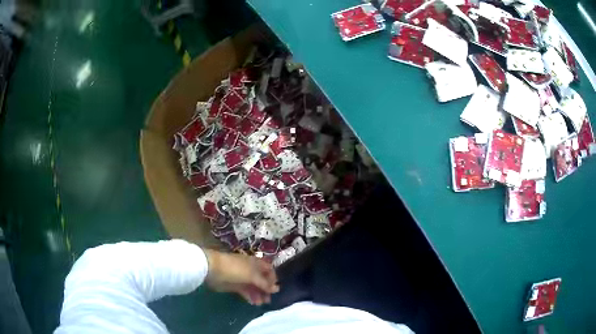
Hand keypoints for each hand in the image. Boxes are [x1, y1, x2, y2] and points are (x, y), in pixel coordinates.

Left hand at [204, 250, 279, 305]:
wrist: (212, 269)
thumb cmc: (235, 268)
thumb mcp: (252, 275)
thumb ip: (264, 283)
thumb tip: (277, 289)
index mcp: (256, 263)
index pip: (269, 270)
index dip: (273, 279)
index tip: (274, 289)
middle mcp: (250, 270)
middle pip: (262, 280)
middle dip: (266, 290)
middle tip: (268, 300)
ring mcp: (242, 278)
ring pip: (254, 287)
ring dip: (259, 295)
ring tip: (261, 303)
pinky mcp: (235, 285)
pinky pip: (246, 291)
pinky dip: (250, 297)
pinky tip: (253, 303)